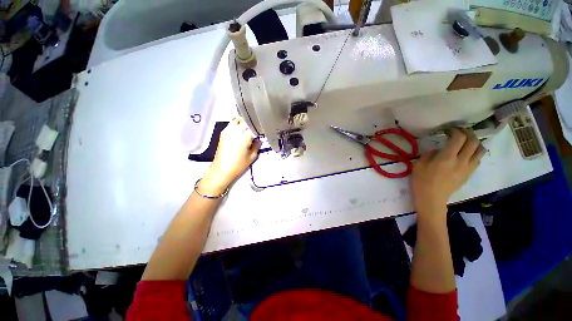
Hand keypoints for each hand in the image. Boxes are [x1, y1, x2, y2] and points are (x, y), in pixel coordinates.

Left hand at [199, 117, 260, 195]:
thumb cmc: (238, 165)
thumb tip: (258, 139)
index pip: (254, 127)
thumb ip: (257, 145)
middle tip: (257, 130)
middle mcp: (235, 131)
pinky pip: (232, 123)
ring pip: (238, 119)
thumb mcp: (252, 156)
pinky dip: (238, 124)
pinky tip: (241, 131)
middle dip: (253, 125)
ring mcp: (227, 131)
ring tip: (249, 129)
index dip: (260, 129)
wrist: (222, 169)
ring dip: (245, 123)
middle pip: (246, 121)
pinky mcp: (223, 133)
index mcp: (244, 138)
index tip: (263, 132)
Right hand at [411, 128, 485, 220]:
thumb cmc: (421, 181)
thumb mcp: (419, 165)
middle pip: (473, 141)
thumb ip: (430, 154)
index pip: (459, 138)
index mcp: (447, 158)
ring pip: (480, 150)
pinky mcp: (469, 174)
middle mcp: (461, 161)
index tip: (448, 130)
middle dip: (468, 133)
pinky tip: (466, 153)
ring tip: (466, 141)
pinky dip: (475, 152)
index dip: (456, 130)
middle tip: (459, 131)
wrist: (431, 199)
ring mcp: (467, 168)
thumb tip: (439, 150)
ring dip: (475, 142)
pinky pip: (477, 159)